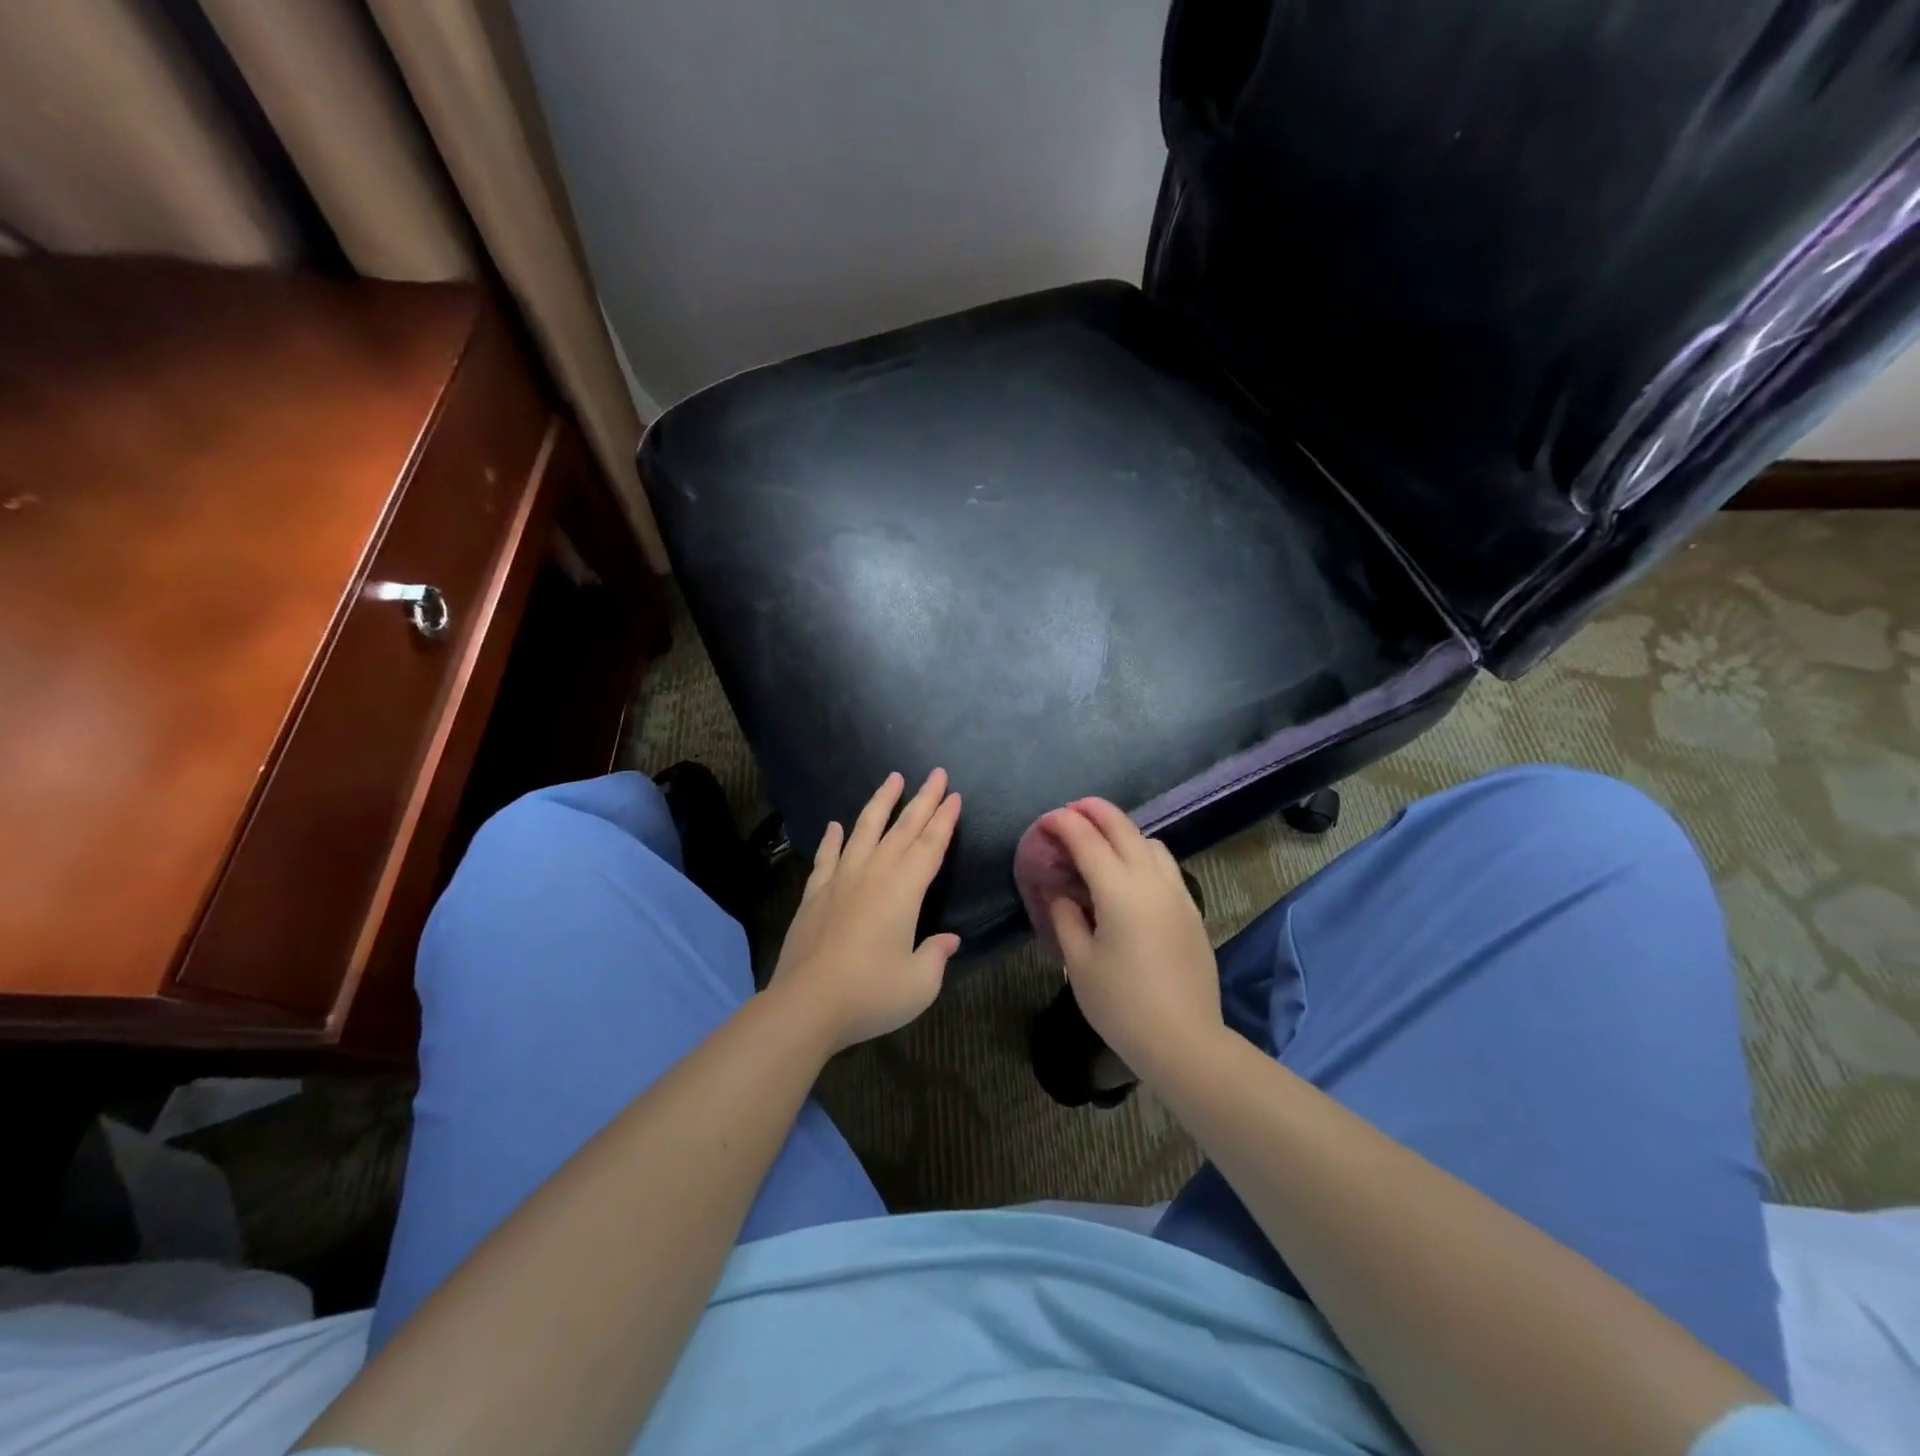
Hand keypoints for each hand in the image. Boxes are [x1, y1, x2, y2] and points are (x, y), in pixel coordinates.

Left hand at [769, 769, 962, 1051]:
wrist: (806, 1004)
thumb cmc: (871, 993)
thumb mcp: (919, 983)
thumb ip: (936, 956)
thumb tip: (948, 940)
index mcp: (904, 890)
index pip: (931, 846)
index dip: (944, 819)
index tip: (953, 795)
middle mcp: (874, 874)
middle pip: (903, 828)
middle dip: (923, 799)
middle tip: (936, 773)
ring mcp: (840, 880)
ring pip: (864, 830)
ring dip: (881, 803)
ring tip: (892, 779)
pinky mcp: (814, 894)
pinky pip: (827, 857)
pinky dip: (833, 839)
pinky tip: (836, 825)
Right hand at [1042, 799, 1222, 1082]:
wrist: (1184, 1041)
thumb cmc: (1121, 1004)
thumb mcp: (1079, 962)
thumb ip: (1065, 916)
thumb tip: (1059, 891)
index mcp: (1120, 890)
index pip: (1087, 840)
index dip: (1062, 824)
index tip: (1043, 822)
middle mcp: (1152, 880)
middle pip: (1123, 827)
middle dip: (1093, 811)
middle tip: (1069, 811)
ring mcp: (1177, 893)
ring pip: (1150, 842)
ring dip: (1122, 831)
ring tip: (1100, 844)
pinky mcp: (1191, 910)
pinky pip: (1165, 865)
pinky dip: (1142, 853)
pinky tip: (1129, 875)